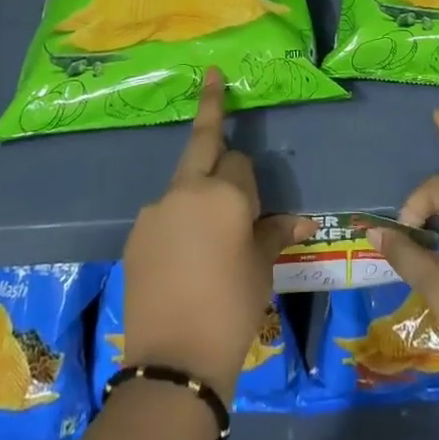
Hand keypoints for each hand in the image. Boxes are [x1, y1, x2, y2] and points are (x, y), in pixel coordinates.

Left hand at [121, 68, 311, 401]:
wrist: (174, 363)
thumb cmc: (231, 310)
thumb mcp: (261, 268)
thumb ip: (274, 232)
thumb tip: (302, 219)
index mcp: (224, 193)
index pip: (240, 161)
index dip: (249, 182)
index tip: (254, 208)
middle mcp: (187, 189)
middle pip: (203, 142)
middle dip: (211, 106)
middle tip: (212, 76)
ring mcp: (156, 209)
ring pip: (184, 182)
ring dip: (197, 191)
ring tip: (205, 240)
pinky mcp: (136, 232)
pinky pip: (165, 213)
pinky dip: (177, 219)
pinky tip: (182, 257)